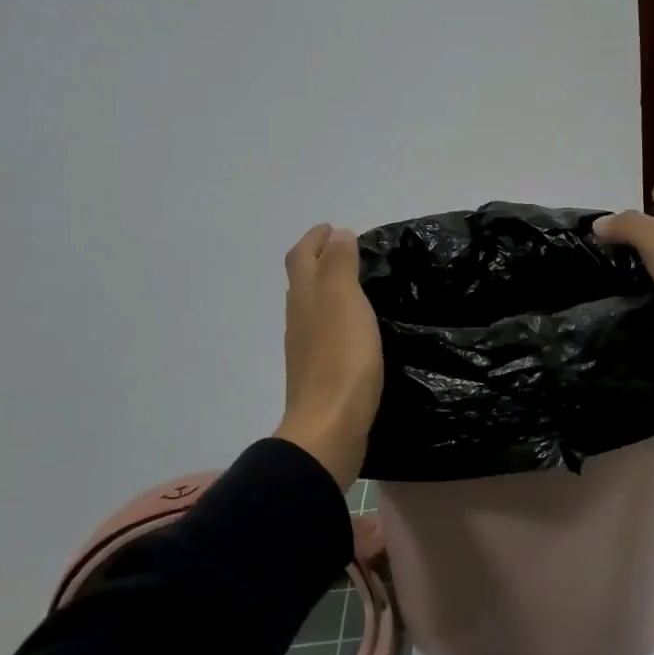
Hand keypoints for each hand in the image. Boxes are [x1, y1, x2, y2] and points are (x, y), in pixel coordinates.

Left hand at [275, 224, 382, 487]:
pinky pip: (324, 333)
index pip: (302, 256)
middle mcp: (299, 318)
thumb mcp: (343, 299)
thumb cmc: (340, 357)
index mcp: (304, 296)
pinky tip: (353, 328)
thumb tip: (337, 235)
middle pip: (302, 280)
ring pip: (311, 307)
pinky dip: (335, 318)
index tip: (332, 228)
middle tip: (346, 250)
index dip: (314, 239)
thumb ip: (339, 264)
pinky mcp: (318, 373)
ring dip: (327, 289)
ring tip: (354, 284)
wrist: (330, 426)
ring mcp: (305, 348)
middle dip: (319, 259)